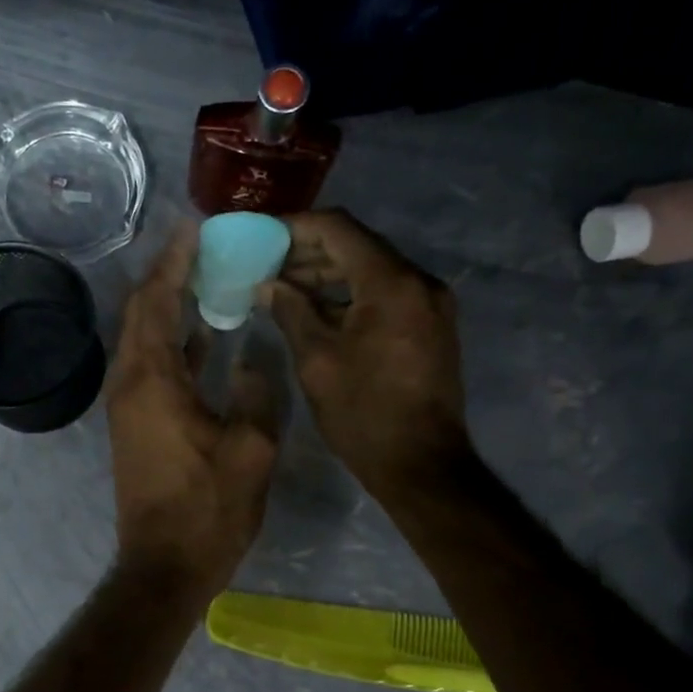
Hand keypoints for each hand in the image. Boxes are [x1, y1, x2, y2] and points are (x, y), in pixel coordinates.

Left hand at [107, 226, 279, 599]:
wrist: (164, 565)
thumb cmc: (208, 509)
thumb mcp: (251, 449)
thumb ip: (255, 392)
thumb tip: (250, 358)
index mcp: (152, 380)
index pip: (156, 300)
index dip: (175, 260)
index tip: (196, 226)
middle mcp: (129, 383)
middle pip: (142, 312)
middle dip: (169, 274)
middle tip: (205, 245)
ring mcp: (128, 405)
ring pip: (145, 338)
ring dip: (170, 305)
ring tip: (208, 277)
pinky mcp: (136, 424)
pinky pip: (152, 365)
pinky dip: (174, 342)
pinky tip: (206, 335)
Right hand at [259, 209, 470, 495]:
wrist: (421, 464)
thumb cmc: (363, 414)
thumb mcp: (316, 361)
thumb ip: (291, 312)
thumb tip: (269, 284)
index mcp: (391, 283)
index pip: (338, 229)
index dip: (295, 227)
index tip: (261, 238)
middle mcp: (418, 282)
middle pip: (357, 246)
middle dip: (309, 252)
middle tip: (266, 267)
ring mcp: (430, 303)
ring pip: (372, 270)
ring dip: (329, 275)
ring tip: (284, 289)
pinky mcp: (431, 325)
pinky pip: (385, 294)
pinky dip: (350, 295)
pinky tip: (317, 311)